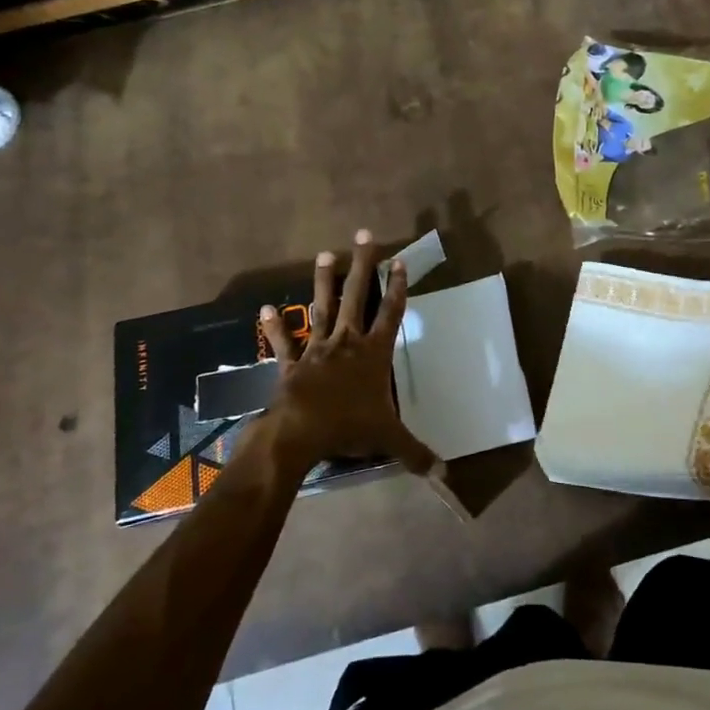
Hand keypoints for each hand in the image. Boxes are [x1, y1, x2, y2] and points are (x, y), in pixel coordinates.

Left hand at [252, 230, 438, 484]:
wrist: (300, 432)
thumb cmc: (349, 427)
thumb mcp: (390, 439)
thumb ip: (418, 454)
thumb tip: (446, 474)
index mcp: (374, 353)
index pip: (391, 313)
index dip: (397, 287)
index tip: (400, 261)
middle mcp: (347, 342)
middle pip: (357, 296)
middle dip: (363, 265)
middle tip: (364, 235)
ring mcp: (318, 349)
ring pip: (322, 308)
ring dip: (323, 281)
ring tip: (323, 253)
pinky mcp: (292, 363)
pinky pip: (283, 341)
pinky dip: (274, 327)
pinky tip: (264, 309)